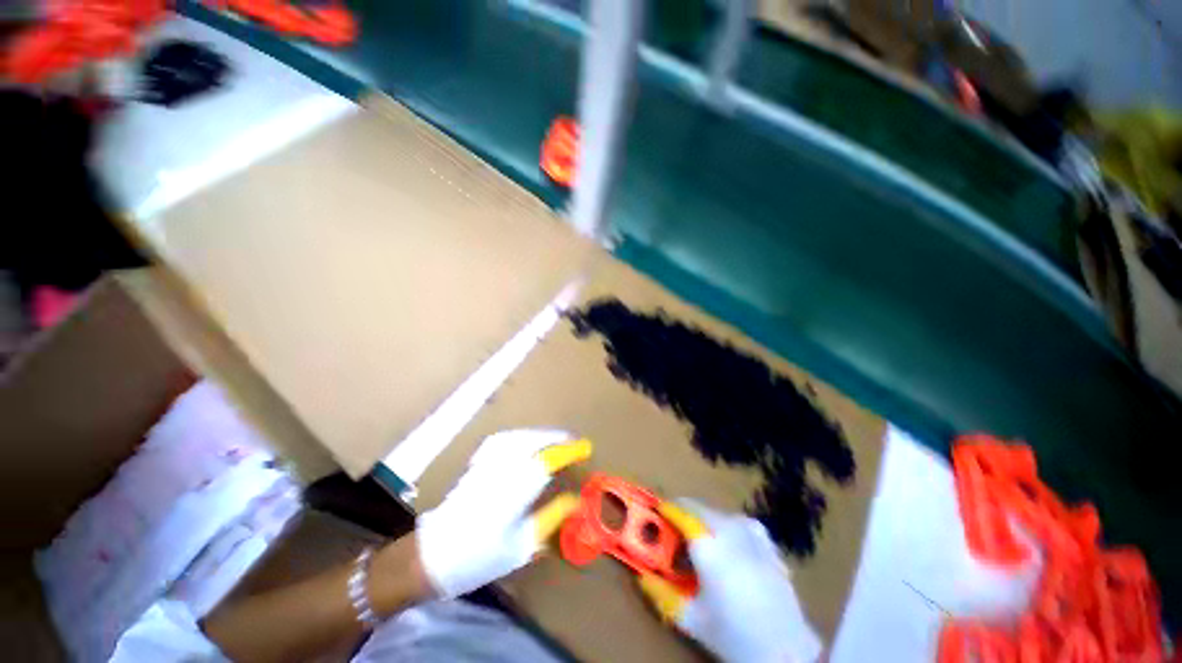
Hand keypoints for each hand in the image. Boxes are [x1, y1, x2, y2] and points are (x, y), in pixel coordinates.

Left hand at [415, 429, 591, 597]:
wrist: (431, 556)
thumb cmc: (479, 558)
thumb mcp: (521, 546)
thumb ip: (550, 518)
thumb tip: (575, 500)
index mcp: (514, 491)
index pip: (548, 461)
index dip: (568, 451)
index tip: (584, 448)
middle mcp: (501, 470)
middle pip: (533, 441)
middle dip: (556, 438)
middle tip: (573, 442)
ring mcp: (486, 463)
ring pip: (518, 437)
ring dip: (540, 434)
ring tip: (555, 439)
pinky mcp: (476, 463)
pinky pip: (503, 439)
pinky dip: (520, 435)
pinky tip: (525, 439)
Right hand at [638, 500, 822, 662]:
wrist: (787, 649)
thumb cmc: (733, 633)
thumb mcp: (691, 619)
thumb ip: (662, 594)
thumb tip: (643, 577)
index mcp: (707, 544)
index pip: (679, 512)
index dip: (665, 509)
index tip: (655, 513)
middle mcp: (728, 529)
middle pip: (697, 508)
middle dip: (682, 515)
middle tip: (674, 535)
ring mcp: (750, 532)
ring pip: (717, 513)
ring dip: (703, 520)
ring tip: (700, 542)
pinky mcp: (765, 540)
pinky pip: (738, 521)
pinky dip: (727, 526)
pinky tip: (729, 545)